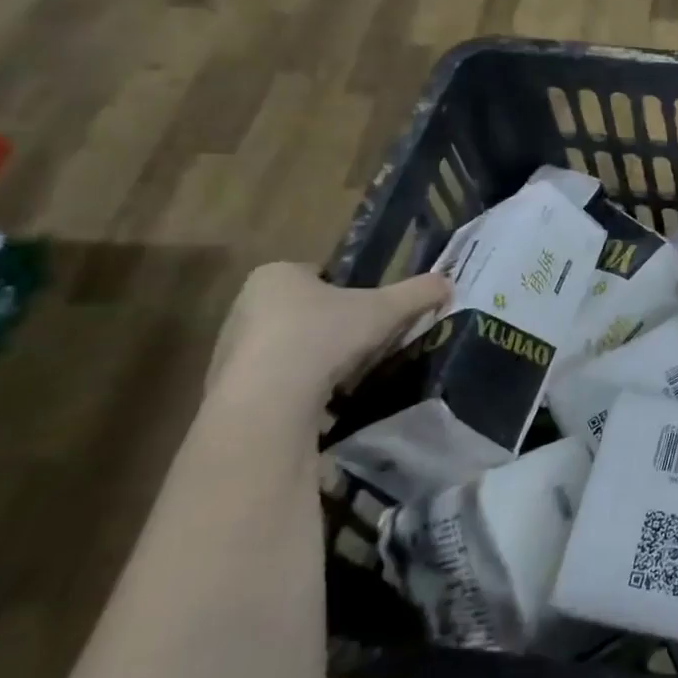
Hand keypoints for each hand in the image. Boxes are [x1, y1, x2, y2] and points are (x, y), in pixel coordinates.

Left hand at [205, 263, 450, 415]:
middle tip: (364, 344)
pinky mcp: (229, 387)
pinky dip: (298, 388)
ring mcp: (231, 347)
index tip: (371, 312)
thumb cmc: (323, 337)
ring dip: (315, 359)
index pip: (319, 275)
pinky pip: (275, 380)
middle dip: (333, 327)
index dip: (349, 291)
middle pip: (304, 311)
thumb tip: (449, 282)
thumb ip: (418, 293)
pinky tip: (320, 402)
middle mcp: (245, 304)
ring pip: (290, 346)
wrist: (268, 402)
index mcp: (276, 275)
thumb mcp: (384, 310)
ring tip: (346, 378)